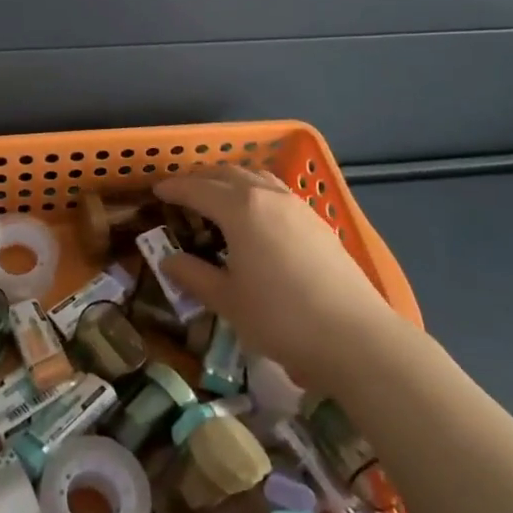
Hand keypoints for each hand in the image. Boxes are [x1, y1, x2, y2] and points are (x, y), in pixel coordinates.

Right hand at [153, 164, 394, 393]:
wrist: (355, 338)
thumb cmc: (280, 318)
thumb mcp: (227, 301)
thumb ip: (194, 276)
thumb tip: (168, 261)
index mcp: (240, 209)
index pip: (198, 189)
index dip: (174, 189)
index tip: (157, 192)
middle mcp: (269, 196)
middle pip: (228, 174)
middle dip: (202, 179)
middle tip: (183, 194)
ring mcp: (298, 207)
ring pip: (258, 179)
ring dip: (232, 182)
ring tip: (219, 200)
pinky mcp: (319, 223)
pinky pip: (278, 194)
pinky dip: (257, 194)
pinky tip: (257, 219)